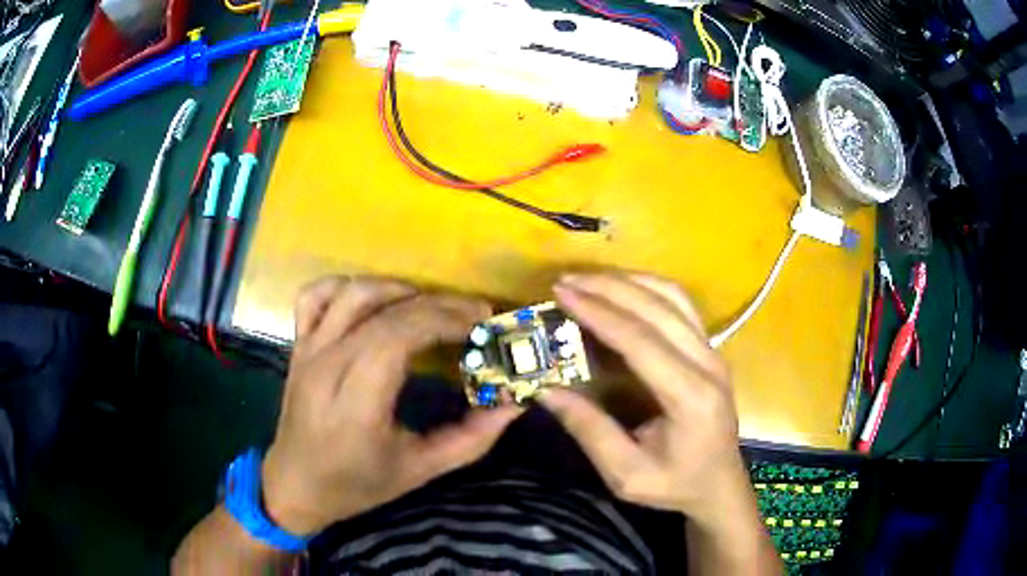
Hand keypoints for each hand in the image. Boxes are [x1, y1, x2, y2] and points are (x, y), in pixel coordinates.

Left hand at [261, 277, 520, 534]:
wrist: (296, 484)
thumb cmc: (357, 485)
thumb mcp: (420, 471)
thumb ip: (471, 439)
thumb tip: (512, 403)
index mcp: (355, 403)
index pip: (399, 336)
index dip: (445, 320)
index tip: (481, 326)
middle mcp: (327, 366)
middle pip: (384, 312)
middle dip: (437, 305)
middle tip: (474, 314)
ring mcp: (307, 350)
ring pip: (353, 293)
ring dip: (399, 289)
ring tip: (432, 306)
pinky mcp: (298, 345)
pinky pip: (315, 295)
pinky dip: (347, 286)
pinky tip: (373, 301)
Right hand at [539, 273, 748, 524]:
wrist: (720, 485)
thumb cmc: (676, 485)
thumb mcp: (627, 475)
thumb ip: (590, 432)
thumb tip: (546, 391)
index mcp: (690, 397)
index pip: (641, 340)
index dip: (599, 312)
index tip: (562, 293)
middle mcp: (708, 364)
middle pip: (658, 308)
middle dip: (609, 288)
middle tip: (566, 281)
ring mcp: (714, 351)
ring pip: (673, 297)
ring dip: (630, 281)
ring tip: (588, 279)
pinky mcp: (711, 349)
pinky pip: (681, 305)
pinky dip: (649, 288)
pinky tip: (623, 288)